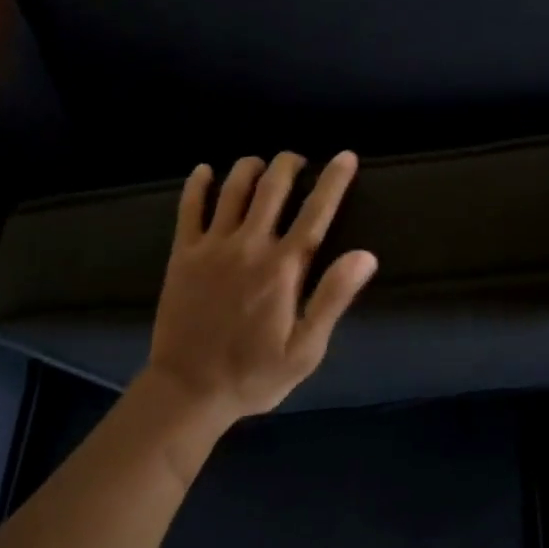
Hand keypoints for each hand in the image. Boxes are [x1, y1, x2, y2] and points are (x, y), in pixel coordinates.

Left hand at [144, 150, 377, 424]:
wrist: (188, 391)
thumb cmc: (254, 374)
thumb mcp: (305, 349)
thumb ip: (332, 298)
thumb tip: (364, 255)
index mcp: (283, 268)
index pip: (315, 212)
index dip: (333, 180)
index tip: (346, 156)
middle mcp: (249, 246)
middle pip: (272, 187)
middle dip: (288, 164)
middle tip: (297, 160)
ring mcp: (212, 247)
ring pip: (233, 189)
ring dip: (250, 167)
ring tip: (261, 164)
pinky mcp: (183, 254)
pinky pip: (189, 207)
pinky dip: (197, 184)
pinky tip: (205, 171)